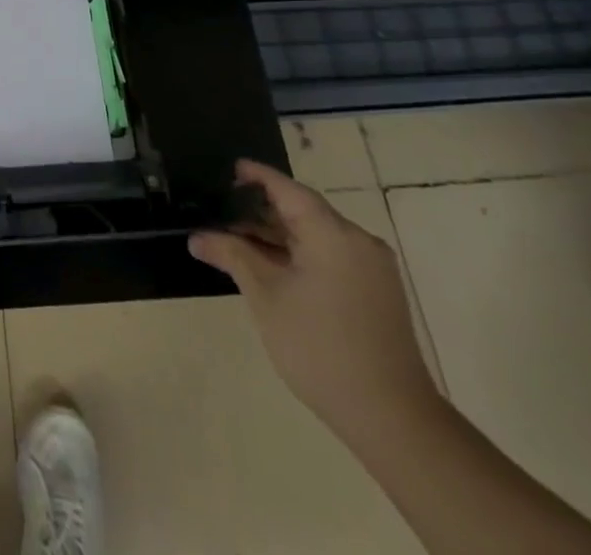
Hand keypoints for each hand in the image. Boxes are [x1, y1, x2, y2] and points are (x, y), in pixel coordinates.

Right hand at [189, 160, 438, 445]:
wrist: (393, 420)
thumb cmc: (320, 348)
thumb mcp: (266, 297)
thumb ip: (233, 256)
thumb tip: (198, 237)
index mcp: (333, 234)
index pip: (288, 189)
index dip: (257, 176)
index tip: (230, 169)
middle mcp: (358, 241)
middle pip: (303, 211)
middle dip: (262, 212)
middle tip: (223, 214)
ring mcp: (372, 268)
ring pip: (317, 236)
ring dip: (279, 236)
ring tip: (239, 242)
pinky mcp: (377, 292)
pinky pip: (332, 256)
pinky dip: (300, 254)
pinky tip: (273, 268)